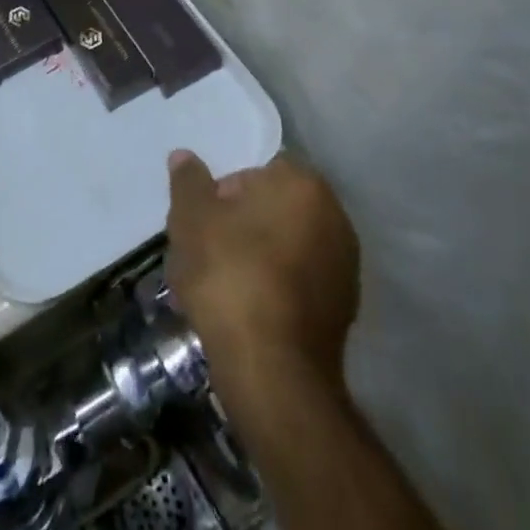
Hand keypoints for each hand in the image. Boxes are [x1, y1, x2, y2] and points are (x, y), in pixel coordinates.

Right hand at [166, 151, 358, 405]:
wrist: (272, 371)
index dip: (223, 192)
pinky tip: (240, 312)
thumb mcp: (191, 217)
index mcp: (303, 185)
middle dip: (237, 226)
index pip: (256, 171)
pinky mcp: (343, 313)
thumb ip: (188, 181)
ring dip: (252, 259)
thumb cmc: (229, 274)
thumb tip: (185, 157)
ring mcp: (344, 268)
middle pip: (270, 209)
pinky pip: (295, 284)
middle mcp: (334, 218)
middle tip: (202, 250)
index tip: (201, 219)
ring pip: (282, 248)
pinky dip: (271, 290)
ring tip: (215, 287)